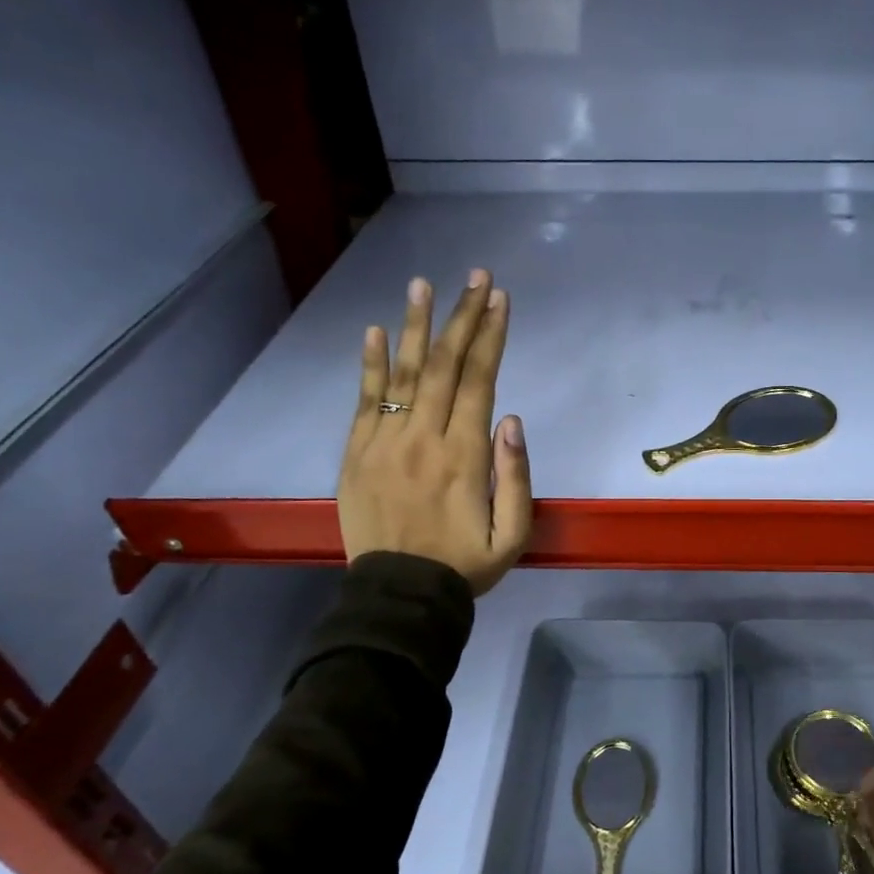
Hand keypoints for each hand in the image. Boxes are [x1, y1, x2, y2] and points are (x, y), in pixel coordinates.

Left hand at [337, 269, 531, 593]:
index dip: (492, 336)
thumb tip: (512, 418)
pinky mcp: (356, 454)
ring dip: (416, 326)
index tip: (500, 299)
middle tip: (475, 277)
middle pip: (446, 366)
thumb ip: (516, 476)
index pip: (480, 380)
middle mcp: (424, 437)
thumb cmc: (464, 565)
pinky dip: (369, 365)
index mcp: (465, 454)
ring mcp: (385, 442)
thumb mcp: (513, 534)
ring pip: (404, 373)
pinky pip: (364, 401)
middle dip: (464, 317)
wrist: (400, 596)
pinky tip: (374, 331)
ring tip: (423, 285)